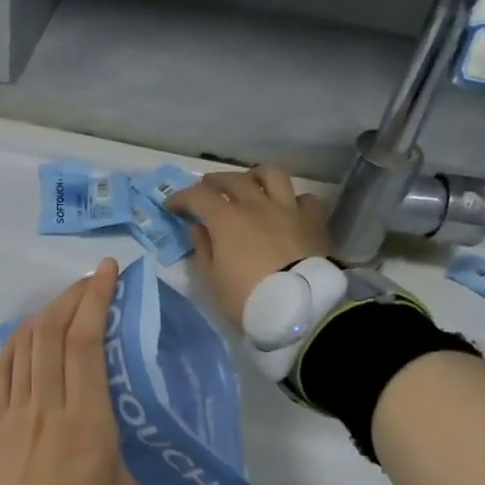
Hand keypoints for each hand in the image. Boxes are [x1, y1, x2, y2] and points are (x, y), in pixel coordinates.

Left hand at [0, 259, 245, 484]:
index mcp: (88, 423)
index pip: (84, 344)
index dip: (95, 300)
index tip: (109, 272)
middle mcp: (48, 407)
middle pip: (54, 333)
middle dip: (75, 296)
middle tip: (97, 279)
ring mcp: (14, 415)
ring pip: (25, 346)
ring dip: (46, 314)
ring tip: (69, 299)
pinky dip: (13, 344)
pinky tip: (27, 334)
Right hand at [165, 165, 333, 329]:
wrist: (300, 308)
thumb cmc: (247, 298)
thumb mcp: (212, 281)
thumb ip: (203, 249)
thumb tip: (198, 227)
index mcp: (227, 219)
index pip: (197, 196)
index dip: (181, 198)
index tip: (171, 207)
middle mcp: (256, 205)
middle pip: (232, 179)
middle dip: (214, 182)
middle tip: (206, 191)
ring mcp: (288, 209)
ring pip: (272, 175)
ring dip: (255, 176)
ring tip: (250, 185)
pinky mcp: (314, 221)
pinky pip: (304, 198)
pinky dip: (292, 200)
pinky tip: (287, 210)